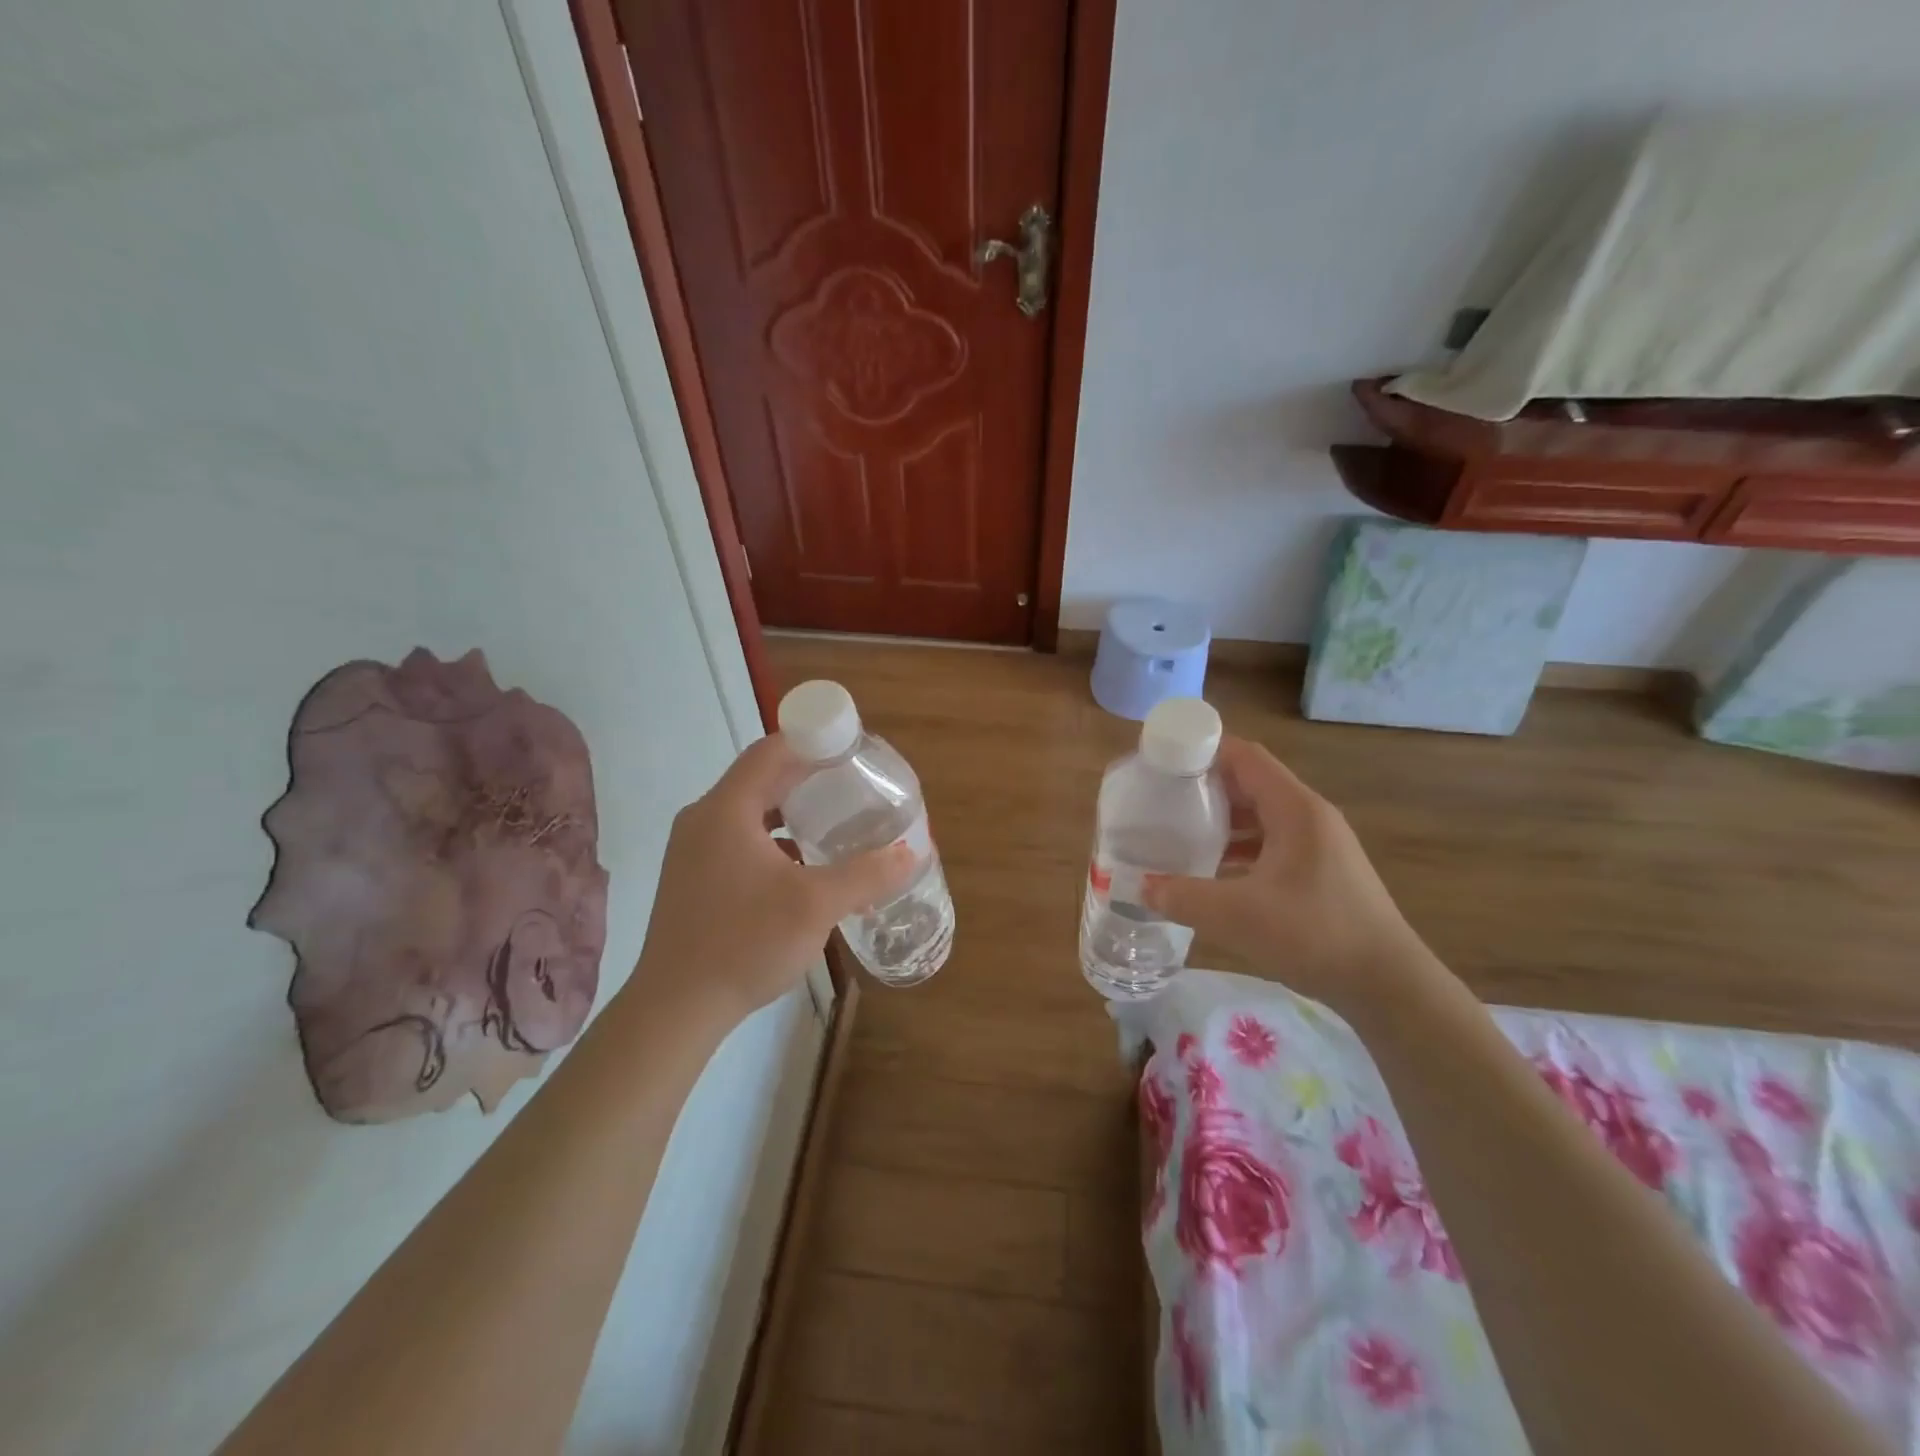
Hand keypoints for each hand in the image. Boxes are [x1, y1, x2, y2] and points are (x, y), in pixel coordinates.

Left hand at [632, 736, 915, 1022]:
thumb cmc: (744, 943)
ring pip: (750, 812)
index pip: (771, 751)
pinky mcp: (693, 878)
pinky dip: (774, 840)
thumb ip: (866, 874)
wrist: (676, 1008)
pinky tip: (803, 867)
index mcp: (726, 810)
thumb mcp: (816, 905)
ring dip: (791, 811)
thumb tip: (911, 853)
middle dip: (807, 777)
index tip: (850, 748)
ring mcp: (693, 851)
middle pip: (761, 779)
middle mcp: (703, 820)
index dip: (811, 740)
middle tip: (852, 783)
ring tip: (833, 821)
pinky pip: (739, 840)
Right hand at [1141, 737, 1434, 1012]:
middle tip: (1162, 798)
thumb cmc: (1315, 935)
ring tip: (1180, 832)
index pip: (1245, 756)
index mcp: (1295, 809)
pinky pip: (1272, 843)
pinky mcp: (1321, 872)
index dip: (1203, 750)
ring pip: (1261, 816)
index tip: (1163, 761)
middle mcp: (1309, 817)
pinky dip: (1240, 847)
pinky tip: (1213, 871)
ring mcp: (1319, 845)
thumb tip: (1141, 887)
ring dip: (1222, 820)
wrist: (1388, 986)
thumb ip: (1182, 897)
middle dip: (1205, 787)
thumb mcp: (1236, 915)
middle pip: (1250, 783)